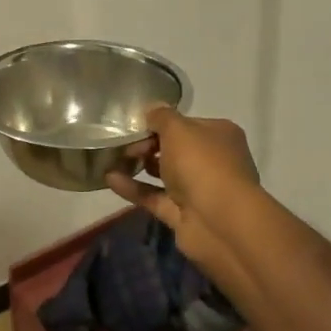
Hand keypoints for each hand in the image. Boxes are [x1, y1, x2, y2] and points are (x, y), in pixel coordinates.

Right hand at [106, 106, 259, 266]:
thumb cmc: (202, 164)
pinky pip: (155, 197)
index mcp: (220, 135)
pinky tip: (110, 179)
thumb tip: (152, 108)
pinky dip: (134, 189)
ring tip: (112, 159)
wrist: (219, 222)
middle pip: (176, 149)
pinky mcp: (184, 215)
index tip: (137, 124)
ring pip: (165, 174)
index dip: (162, 123)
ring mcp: (199, 190)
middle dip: (148, 144)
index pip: (187, 124)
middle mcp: (213, 161)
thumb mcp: (178, 129)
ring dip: (140, 166)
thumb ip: (161, 117)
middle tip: (124, 144)